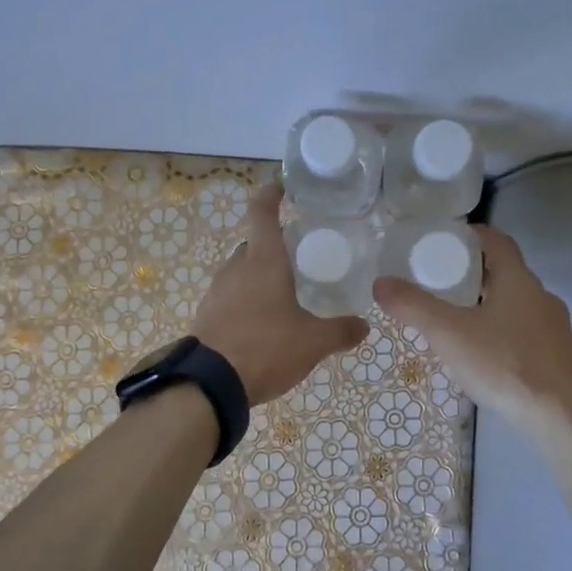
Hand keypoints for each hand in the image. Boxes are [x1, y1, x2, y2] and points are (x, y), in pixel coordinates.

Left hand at [191, 184, 367, 404]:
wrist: (210, 383)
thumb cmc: (266, 347)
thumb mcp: (313, 342)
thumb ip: (341, 331)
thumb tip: (364, 326)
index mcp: (263, 261)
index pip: (263, 212)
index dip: (272, 194)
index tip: (283, 187)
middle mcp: (237, 267)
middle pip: (253, 244)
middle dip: (273, 246)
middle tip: (298, 256)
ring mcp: (217, 291)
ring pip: (241, 271)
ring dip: (259, 276)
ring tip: (284, 294)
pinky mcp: (207, 315)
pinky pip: (231, 296)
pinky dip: (247, 300)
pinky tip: (263, 323)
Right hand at [374, 226, 571, 423]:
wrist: (560, 418)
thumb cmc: (504, 364)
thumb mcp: (448, 333)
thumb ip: (413, 306)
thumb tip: (380, 282)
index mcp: (518, 279)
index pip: (495, 239)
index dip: (469, 235)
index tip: (441, 242)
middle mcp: (540, 295)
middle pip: (504, 270)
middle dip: (471, 272)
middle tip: (438, 281)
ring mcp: (554, 326)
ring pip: (515, 302)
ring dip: (487, 302)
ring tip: (455, 318)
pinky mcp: (558, 355)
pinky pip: (524, 329)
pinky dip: (501, 329)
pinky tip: (483, 352)